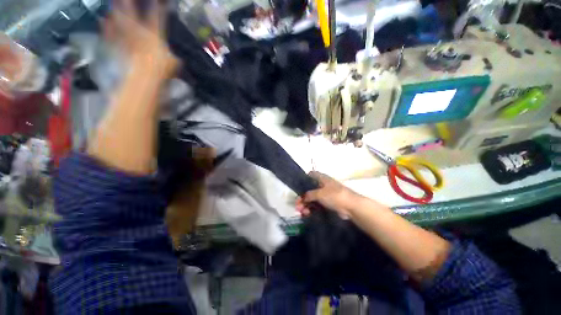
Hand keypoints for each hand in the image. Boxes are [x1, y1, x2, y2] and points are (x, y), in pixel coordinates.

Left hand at [104, 0, 178, 77]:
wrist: (145, 76)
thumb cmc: (162, 68)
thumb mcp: (173, 62)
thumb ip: (172, 57)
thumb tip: (173, 57)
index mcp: (154, 34)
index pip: (156, 17)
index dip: (157, 8)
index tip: (158, 1)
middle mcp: (139, 32)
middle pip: (132, 14)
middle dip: (128, 4)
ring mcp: (127, 38)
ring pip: (119, 21)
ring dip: (115, 11)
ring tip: (112, 4)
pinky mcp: (119, 46)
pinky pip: (111, 34)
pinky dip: (106, 28)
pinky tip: (102, 20)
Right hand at [296, 171, 362, 219]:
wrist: (351, 207)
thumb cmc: (334, 195)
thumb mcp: (319, 193)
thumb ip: (308, 195)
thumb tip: (302, 198)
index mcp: (321, 178)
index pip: (311, 175)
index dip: (304, 179)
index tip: (298, 187)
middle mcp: (322, 185)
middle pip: (309, 189)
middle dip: (302, 198)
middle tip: (297, 206)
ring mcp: (325, 195)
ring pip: (312, 199)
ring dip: (305, 205)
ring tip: (301, 212)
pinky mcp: (328, 204)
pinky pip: (316, 205)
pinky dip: (311, 209)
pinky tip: (306, 214)